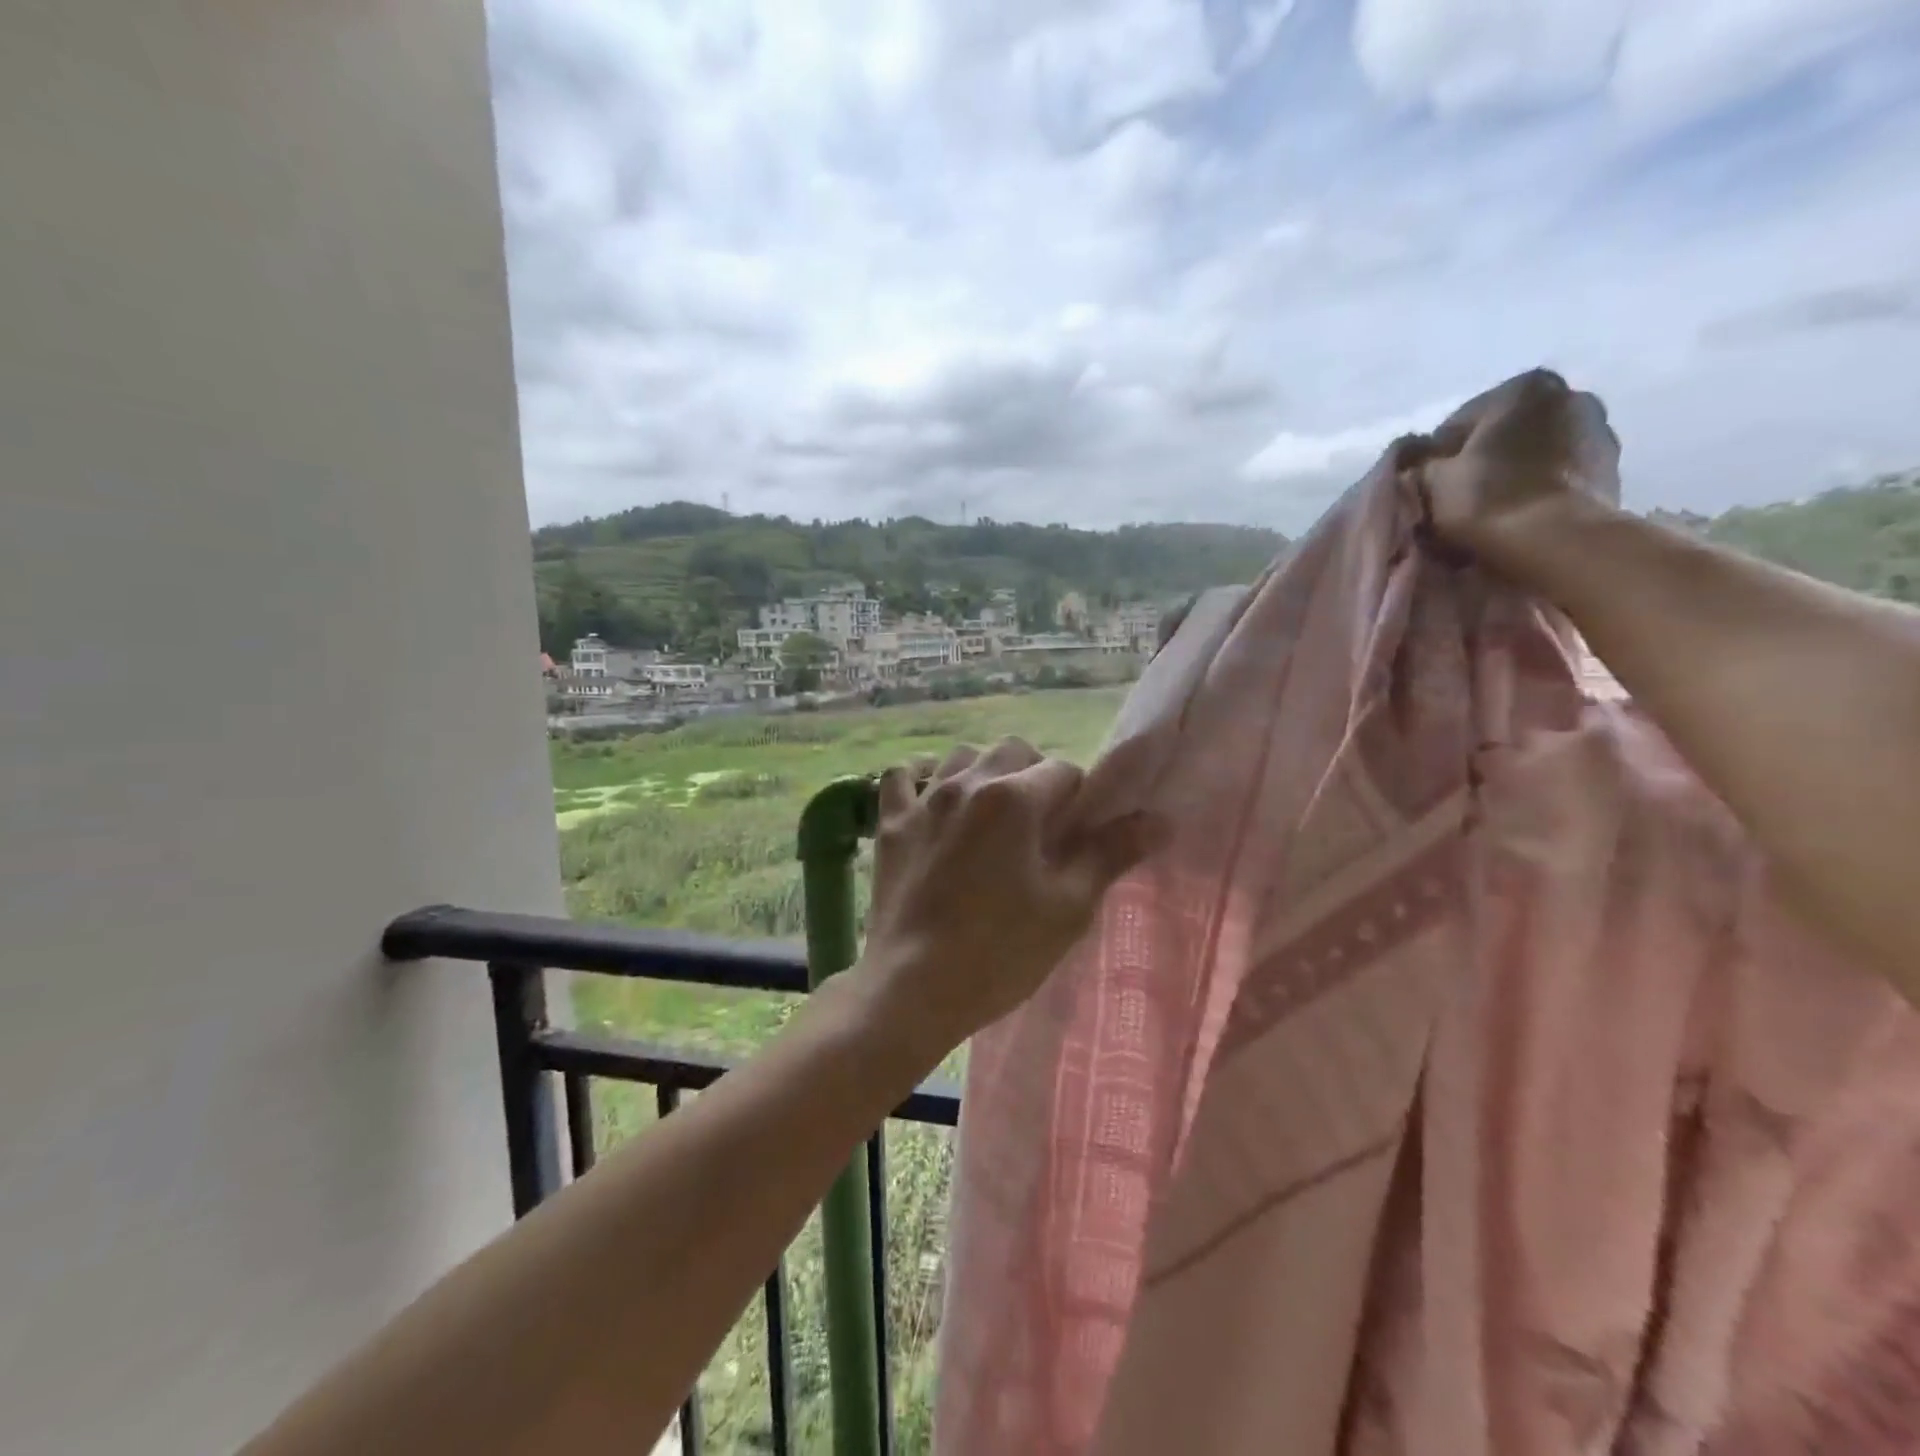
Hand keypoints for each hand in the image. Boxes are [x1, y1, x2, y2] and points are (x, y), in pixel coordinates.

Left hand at [851, 738, 1163, 1058]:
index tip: (1077, 834)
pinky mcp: (891, 823)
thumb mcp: (1068, 907)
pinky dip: (920, 776)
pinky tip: (931, 793)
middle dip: (1035, 775)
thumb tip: (1159, 820)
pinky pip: (901, 776)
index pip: (1064, 771)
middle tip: (1039, 825)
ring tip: (991, 811)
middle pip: (1013, 751)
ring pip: (961, 756)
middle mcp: (967, 783)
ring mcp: (923, 800)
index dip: (1080, 799)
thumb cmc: (1000, 951)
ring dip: (984, 771)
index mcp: (1014, 798)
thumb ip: (1110, 854)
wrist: (913, 988)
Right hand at [1409, 368, 1622, 563]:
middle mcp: (1569, 396)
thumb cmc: (1487, 500)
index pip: (1458, 423)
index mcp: (1523, 388)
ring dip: (1511, 473)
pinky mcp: (1612, 469)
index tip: (1426, 488)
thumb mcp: (1431, 480)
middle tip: (1456, 498)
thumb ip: (1422, 464)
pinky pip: (1558, 475)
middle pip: (1503, 434)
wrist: (1556, 541)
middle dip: (1480, 461)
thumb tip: (1421, 463)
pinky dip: (1537, 488)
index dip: (1435, 458)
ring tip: (1489, 510)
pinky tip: (1519, 514)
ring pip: (1533, 453)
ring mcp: (1599, 431)